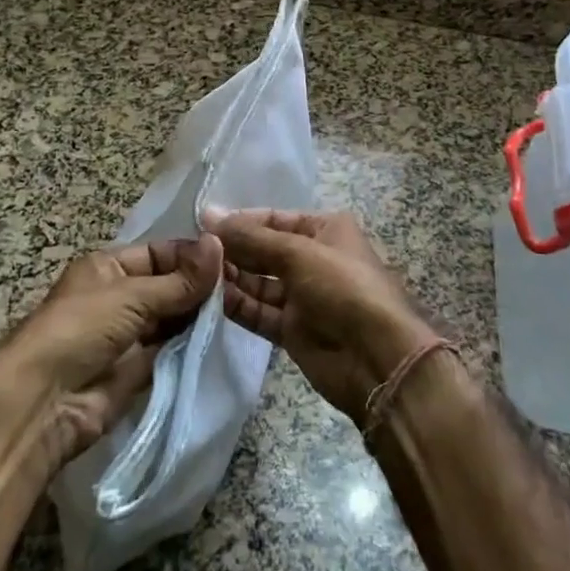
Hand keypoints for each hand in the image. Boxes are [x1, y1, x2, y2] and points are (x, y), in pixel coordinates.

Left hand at [0, 236, 221, 472]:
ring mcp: (128, 335)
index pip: (159, 253)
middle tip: (242, 287)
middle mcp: (118, 297)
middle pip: (168, 286)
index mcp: (108, 266)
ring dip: (198, 316)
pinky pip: (170, 350)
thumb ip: (180, 280)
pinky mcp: (137, 370)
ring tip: (238, 311)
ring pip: (172, 318)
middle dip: (199, 287)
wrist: (43, 403)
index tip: (233, 260)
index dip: (192, 256)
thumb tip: (220, 245)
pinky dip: (191, 345)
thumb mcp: (132, 295)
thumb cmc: (81, 329)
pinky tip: (221, 338)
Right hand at [209, 209, 432, 424]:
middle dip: (232, 250)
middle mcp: (312, 258)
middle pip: (263, 250)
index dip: (239, 221)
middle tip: (193, 251)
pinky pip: (258, 311)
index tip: (201, 224)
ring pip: (258, 282)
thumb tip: (208, 213)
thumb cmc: (342, 287)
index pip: (273, 219)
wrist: (376, 357)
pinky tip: (209, 299)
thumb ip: (251, 237)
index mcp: (324, 230)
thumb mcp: (298, 253)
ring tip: (196, 274)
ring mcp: (303, 296)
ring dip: (230, 278)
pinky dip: (237, 305)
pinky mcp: (292, 329)